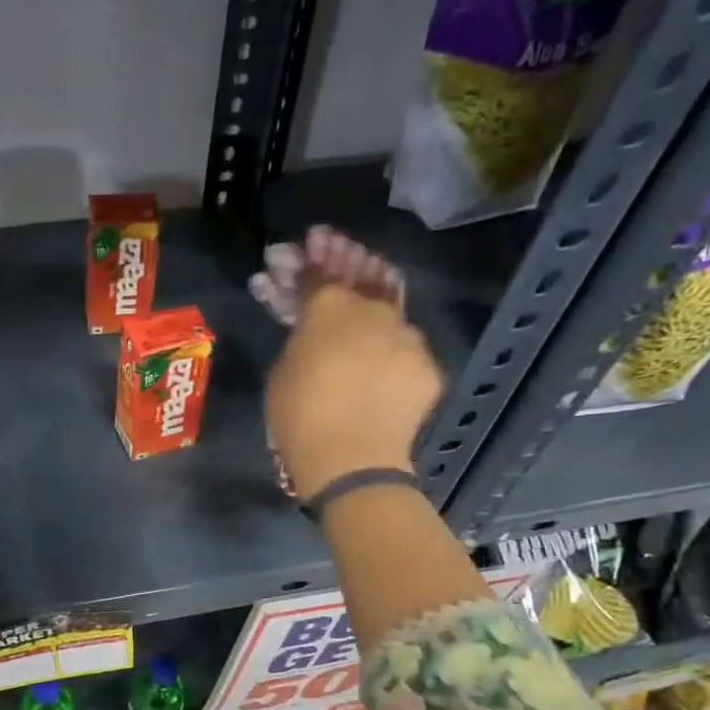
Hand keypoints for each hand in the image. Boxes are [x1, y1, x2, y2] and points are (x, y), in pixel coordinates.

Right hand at [264, 227, 443, 500]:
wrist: (351, 461)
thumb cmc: (299, 415)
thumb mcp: (282, 369)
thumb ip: (300, 336)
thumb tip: (311, 328)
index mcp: (330, 307)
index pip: (317, 274)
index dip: (304, 262)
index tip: (299, 250)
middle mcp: (374, 310)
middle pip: (358, 278)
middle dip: (339, 258)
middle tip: (327, 248)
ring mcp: (407, 336)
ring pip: (386, 308)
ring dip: (368, 296)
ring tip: (356, 288)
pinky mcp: (427, 366)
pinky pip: (403, 346)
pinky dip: (387, 342)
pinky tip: (376, 347)